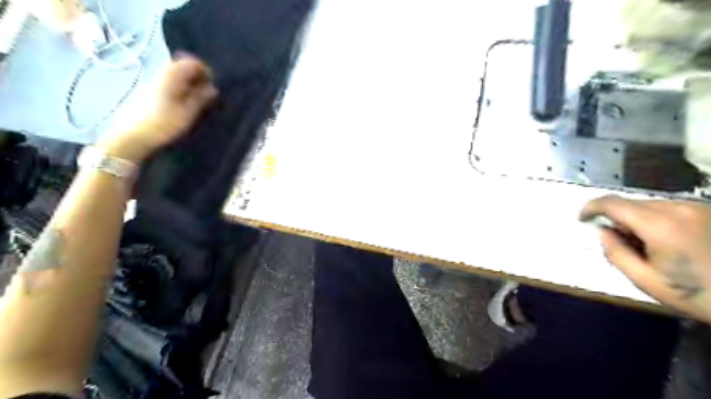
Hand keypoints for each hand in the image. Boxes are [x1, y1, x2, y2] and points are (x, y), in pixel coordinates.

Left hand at [97, 54, 217, 161]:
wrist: (132, 134)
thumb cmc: (163, 123)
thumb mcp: (187, 112)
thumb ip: (200, 98)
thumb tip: (213, 88)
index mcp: (171, 75)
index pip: (192, 62)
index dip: (205, 72)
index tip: (212, 87)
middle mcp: (161, 73)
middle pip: (183, 65)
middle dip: (197, 76)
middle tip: (206, 93)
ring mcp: (154, 80)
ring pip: (176, 74)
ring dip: (189, 83)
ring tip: (197, 99)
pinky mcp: (150, 90)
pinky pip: (169, 81)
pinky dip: (180, 87)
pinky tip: (183, 102)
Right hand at [579, 196, 707, 323]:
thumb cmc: (697, 294)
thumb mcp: (645, 280)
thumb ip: (615, 253)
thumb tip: (603, 232)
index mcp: (659, 225)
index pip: (612, 203)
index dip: (591, 207)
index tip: (583, 218)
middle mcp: (677, 208)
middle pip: (630, 203)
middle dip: (616, 218)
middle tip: (618, 241)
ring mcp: (696, 207)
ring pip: (649, 205)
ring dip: (636, 219)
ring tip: (646, 245)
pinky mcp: (707, 211)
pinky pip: (668, 208)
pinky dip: (655, 219)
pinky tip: (667, 241)